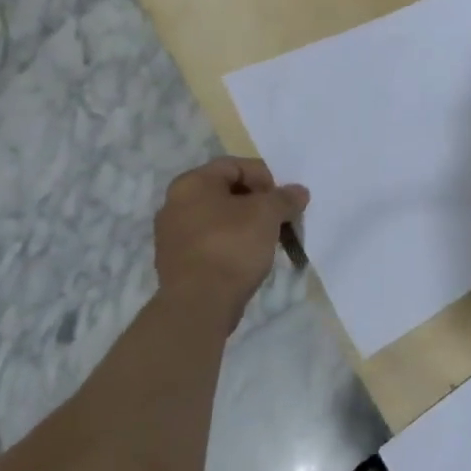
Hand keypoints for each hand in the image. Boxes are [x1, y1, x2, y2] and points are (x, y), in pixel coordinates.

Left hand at [154, 157, 309, 336]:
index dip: (265, 176)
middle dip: (258, 202)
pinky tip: (249, 258)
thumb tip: (298, 192)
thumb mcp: (268, 214)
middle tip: (280, 217)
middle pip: (226, 192)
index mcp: (192, 183)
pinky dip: (232, 244)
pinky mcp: (177, 263)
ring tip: (269, 239)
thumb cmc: (232, 246)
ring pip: (219, 219)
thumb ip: (285, 198)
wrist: (199, 305)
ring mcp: (172, 236)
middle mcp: (175, 204)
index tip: (283, 198)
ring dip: (246, 224)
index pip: (235, 166)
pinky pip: (211, 242)